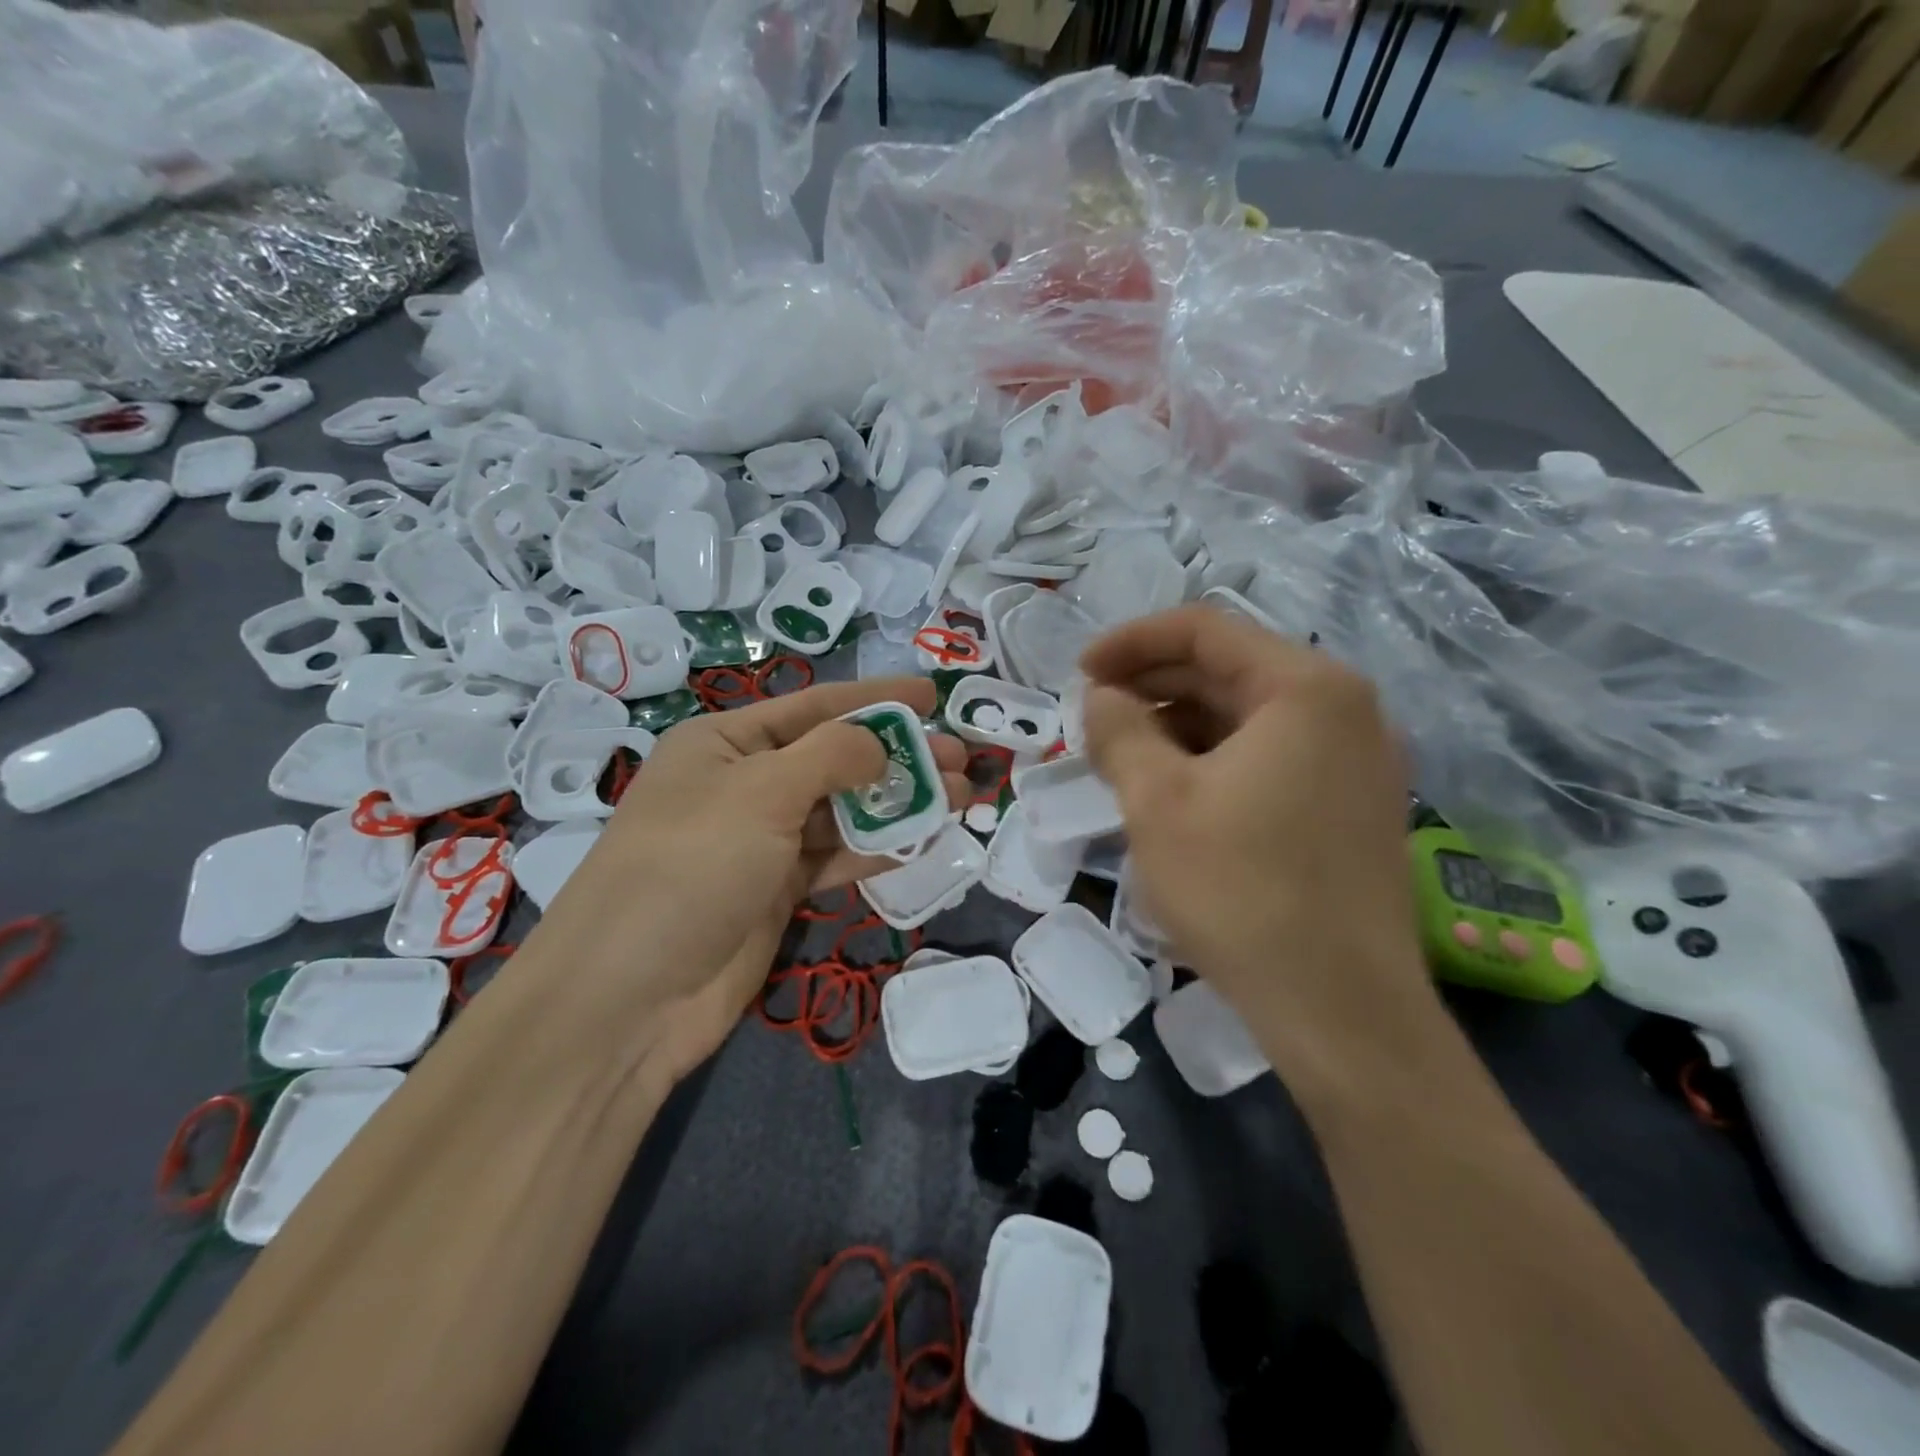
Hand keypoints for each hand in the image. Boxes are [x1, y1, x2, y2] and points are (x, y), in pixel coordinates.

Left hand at [536, 676, 966, 1033]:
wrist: (629, 997)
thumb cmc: (691, 867)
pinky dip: (876, 846)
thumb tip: (880, 743)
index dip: (876, 698)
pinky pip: (835, 856)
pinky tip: (922, 839)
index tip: (932, 696)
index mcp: (725, 743)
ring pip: (842, 810)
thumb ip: (831, 756)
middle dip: (899, 755)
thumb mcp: (761, 792)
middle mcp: (744, 784)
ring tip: (961, 797)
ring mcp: (760, 840)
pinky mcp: (776, 889)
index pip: (814, 706)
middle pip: (835, 758)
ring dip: (898, 802)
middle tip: (962, 757)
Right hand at [1081, 607, 1434, 1086]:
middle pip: (1228, 671)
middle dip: (1151, 687)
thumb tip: (1102, 697)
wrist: (1340, 1010)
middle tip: (1091, 721)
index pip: (1204, 630)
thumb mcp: (1157, 801)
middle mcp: (1344, 709)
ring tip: (1121, 760)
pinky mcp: (1350, 806)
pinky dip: (1213, 761)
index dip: (1130, 642)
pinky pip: (1269, 757)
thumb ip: (1120, 730)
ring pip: (1246, 718)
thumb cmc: (1241, 890)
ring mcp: (1355, 760)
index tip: (1078, 674)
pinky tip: (1171, 793)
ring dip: (1177, 727)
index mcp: (1305, 688)